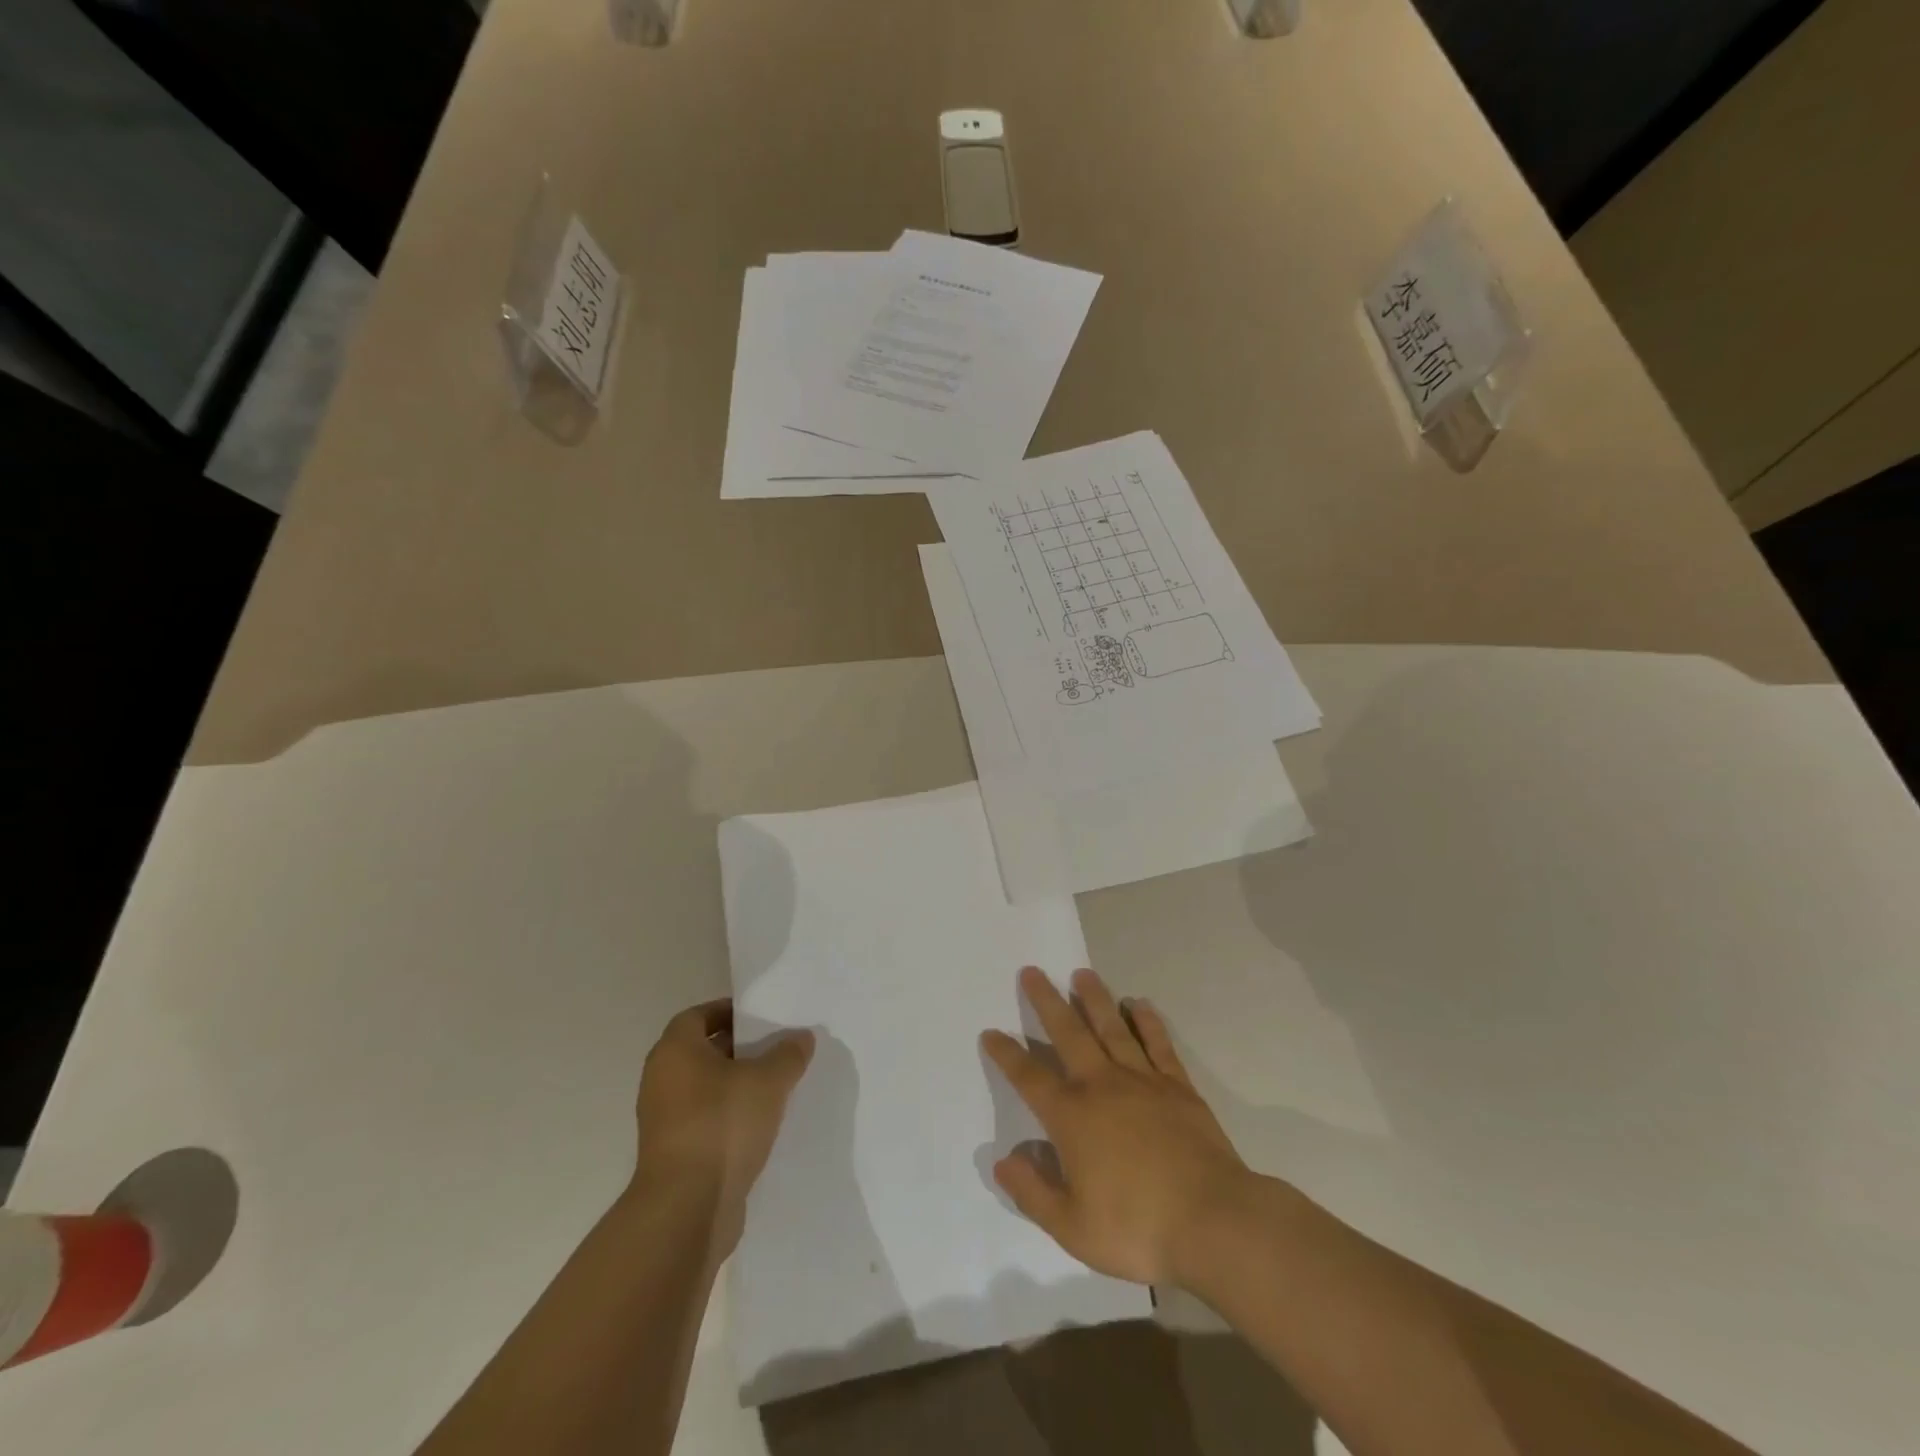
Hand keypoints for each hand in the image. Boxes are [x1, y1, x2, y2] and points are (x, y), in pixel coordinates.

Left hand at [633, 1000, 813, 1257]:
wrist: (686, 1209)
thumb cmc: (722, 1125)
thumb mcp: (769, 1081)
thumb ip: (788, 1054)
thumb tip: (801, 1037)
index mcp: (675, 1051)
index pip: (699, 1015)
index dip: (729, 1012)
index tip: (761, 1018)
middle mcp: (661, 1080)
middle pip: (703, 1051)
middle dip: (739, 1049)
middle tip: (777, 1049)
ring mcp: (664, 1120)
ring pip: (706, 1089)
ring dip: (737, 1086)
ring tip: (777, 1087)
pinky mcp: (674, 1154)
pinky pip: (706, 1121)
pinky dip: (730, 1117)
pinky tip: (763, 1125)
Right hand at [982, 967, 1252, 1288]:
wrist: (1213, 1222)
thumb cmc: (1137, 1229)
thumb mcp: (1072, 1227)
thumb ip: (1032, 1192)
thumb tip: (1002, 1161)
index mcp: (1071, 1117)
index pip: (1029, 1077)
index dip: (1007, 1054)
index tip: (991, 1032)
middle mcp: (1101, 1086)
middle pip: (1068, 1033)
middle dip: (1047, 1002)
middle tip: (1032, 972)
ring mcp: (1142, 1081)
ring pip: (1112, 1027)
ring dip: (1094, 999)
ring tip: (1082, 973)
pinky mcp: (1177, 1086)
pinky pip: (1157, 1044)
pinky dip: (1147, 1021)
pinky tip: (1139, 1004)